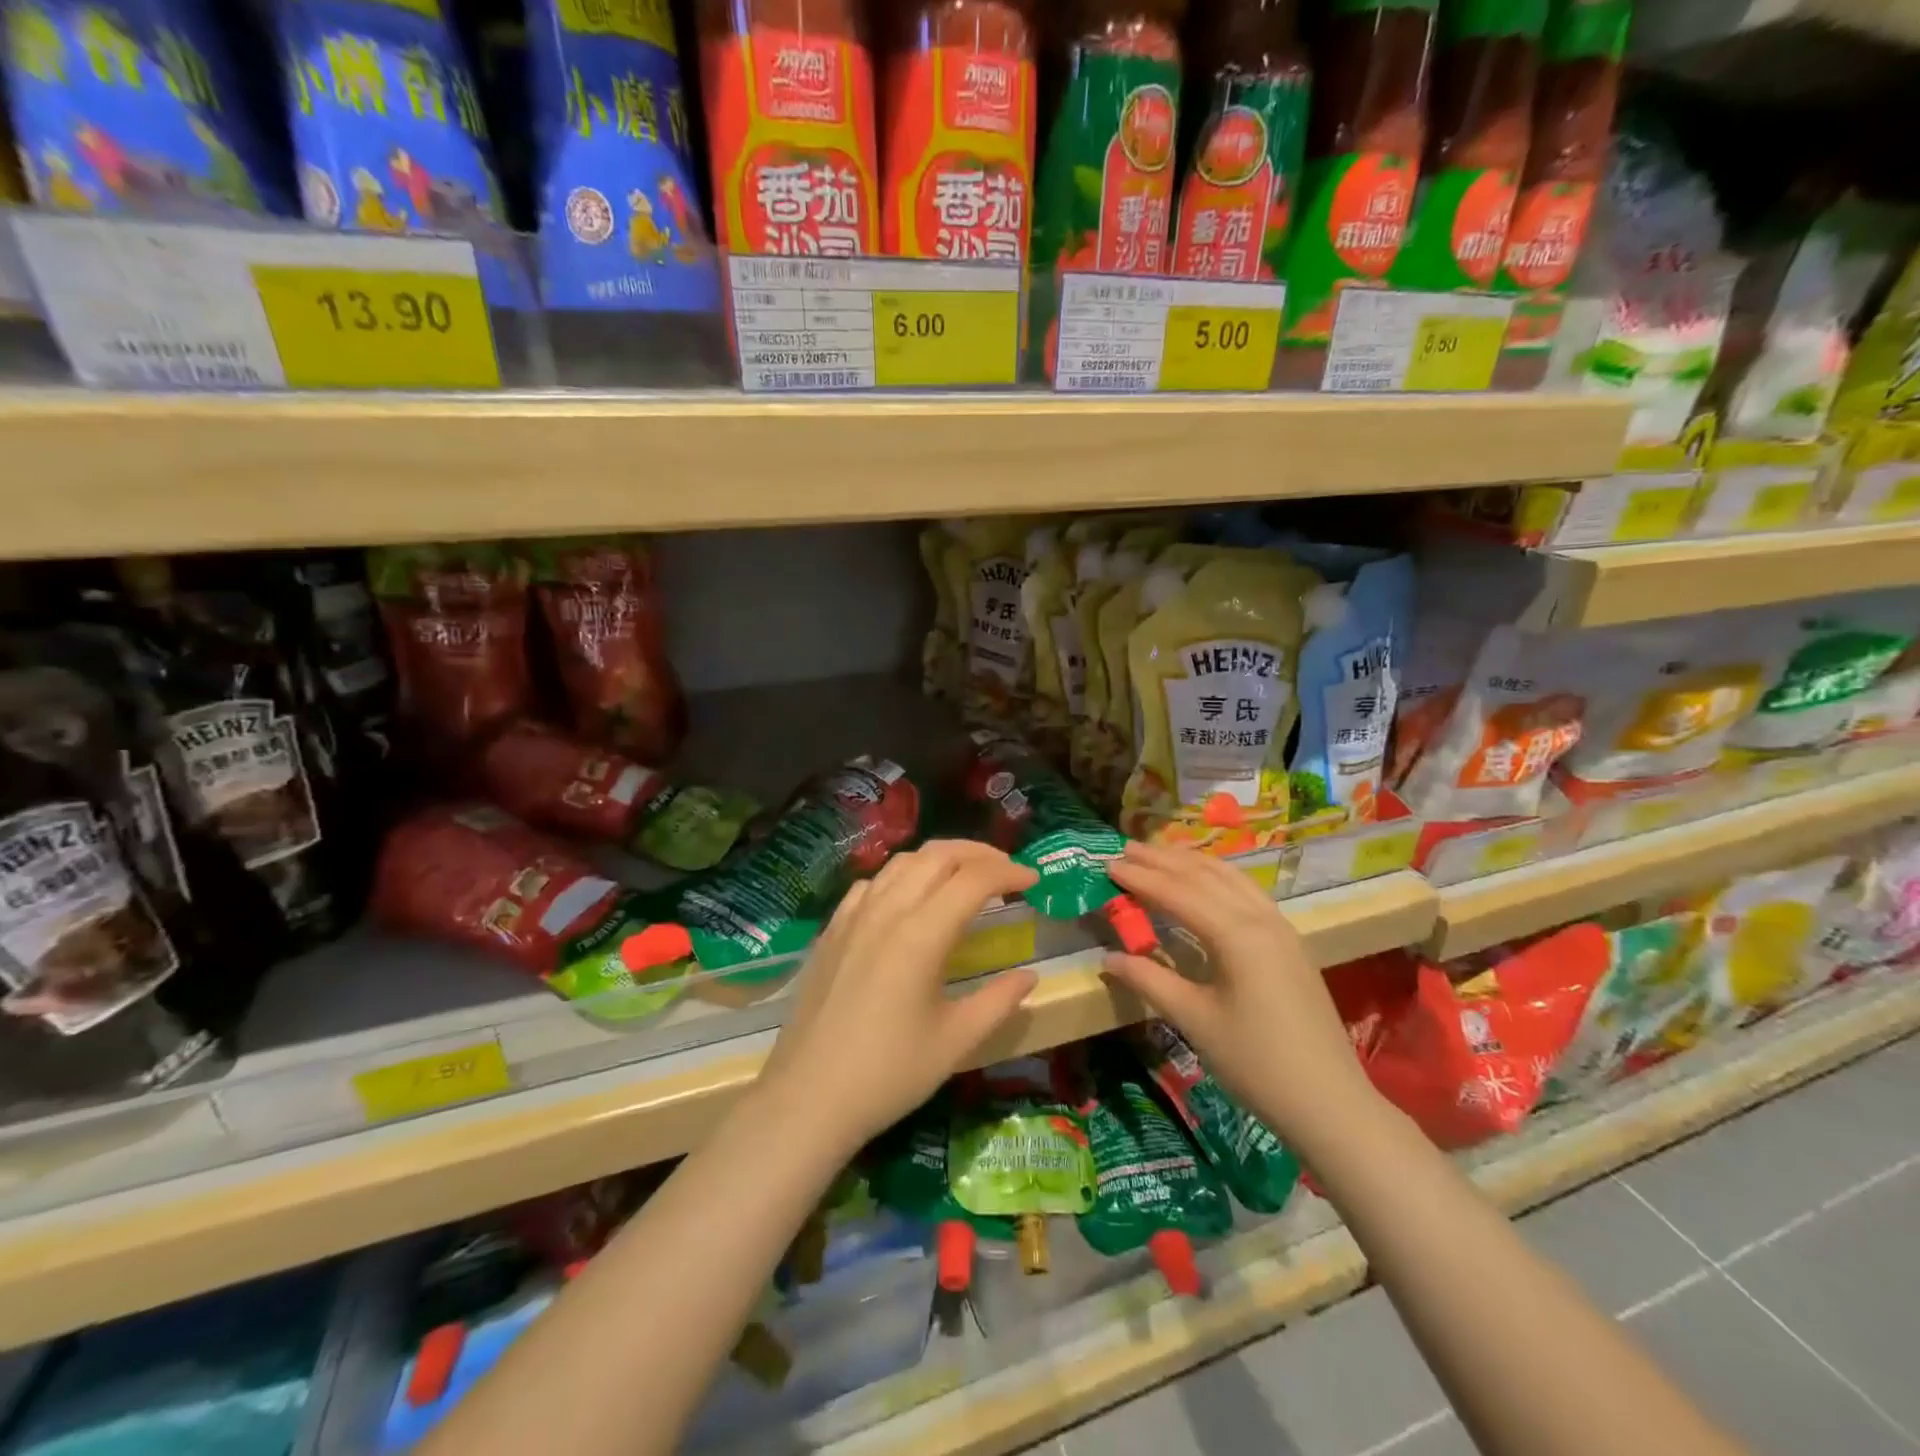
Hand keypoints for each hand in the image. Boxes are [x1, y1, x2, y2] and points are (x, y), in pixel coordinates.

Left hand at [760, 840, 1039, 1149]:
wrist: (808, 1097)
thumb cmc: (888, 1074)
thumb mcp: (955, 1042)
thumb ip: (998, 1002)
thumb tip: (1029, 977)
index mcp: (921, 934)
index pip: (973, 880)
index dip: (1008, 871)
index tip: (1033, 880)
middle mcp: (887, 911)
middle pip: (937, 855)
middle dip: (979, 853)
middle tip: (1007, 870)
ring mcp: (853, 916)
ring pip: (902, 862)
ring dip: (940, 858)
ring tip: (964, 876)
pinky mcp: (832, 929)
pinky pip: (872, 883)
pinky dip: (902, 876)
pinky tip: (909, 898)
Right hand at [1102, 840, 1374, 1145]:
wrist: (1330, 1103)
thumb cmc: (1256, 1064)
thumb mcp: (1195, 1021)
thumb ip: (1150, 980)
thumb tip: (1108, 958)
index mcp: (1236, 934)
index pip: (1178, 893)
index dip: (1141, 878)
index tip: (1108, 864)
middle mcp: (1260, 918)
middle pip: (1204, 876)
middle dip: (1163, 860)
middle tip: (1126, 848)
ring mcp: (1280, 928)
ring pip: (1230, 878)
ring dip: (1191, 863)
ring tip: (1160, 854)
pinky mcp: (1290, 942)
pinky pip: (1247, 892)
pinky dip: (1218, 877)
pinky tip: (1206, 881)